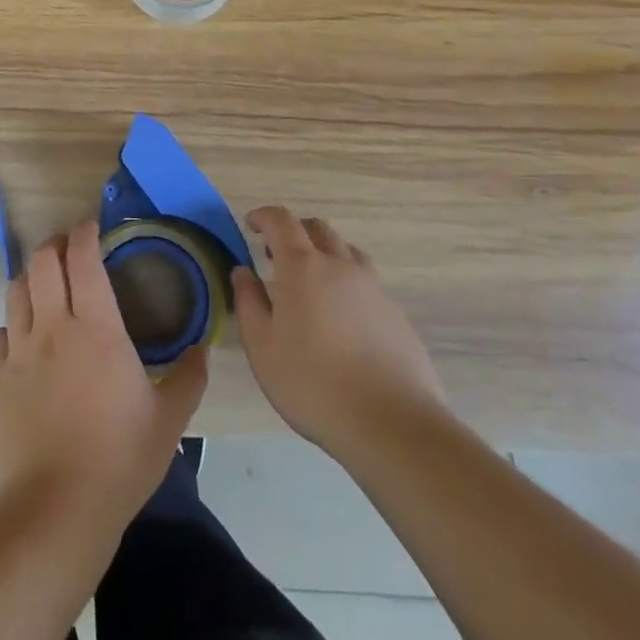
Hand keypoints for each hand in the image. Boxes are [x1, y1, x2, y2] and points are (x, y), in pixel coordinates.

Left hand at [0, 219, 208, 537]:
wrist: (56, 511)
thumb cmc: (119, 461)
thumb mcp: (169, 422)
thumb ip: (188, 379)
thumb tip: (203, 350)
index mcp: (96, 328)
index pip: (83, 258)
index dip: (84, 233)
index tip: (91, 227)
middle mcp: (52, 327)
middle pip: (42, 261)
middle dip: (54, 245)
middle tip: (67, 250)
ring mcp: (18, 352)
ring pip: (16, 291)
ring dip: (30, 279)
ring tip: (43, 286)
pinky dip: (11, 328)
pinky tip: (22, 341)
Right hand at [232, 206, 446, 464]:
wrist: (392, 424)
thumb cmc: (313, 384)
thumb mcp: (262, 347)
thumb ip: (248, 302)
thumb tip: (242, 272)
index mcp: (302, 266)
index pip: (281, 220)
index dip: (264, 216)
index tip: (251, 225)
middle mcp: (340, 265)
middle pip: (317, 228)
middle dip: (294, 232)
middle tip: (276, 256)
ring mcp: (373, 288)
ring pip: (346, 252)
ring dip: (324, 254)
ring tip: (311, 284)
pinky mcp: (396, 314)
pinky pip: (366, 283)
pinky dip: (347, 284)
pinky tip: (342, 319)